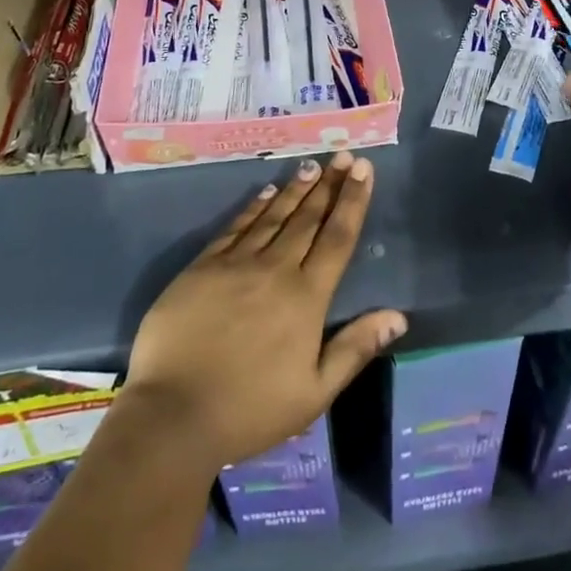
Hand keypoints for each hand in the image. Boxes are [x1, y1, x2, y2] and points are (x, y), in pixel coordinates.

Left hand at [122, 150, 407, 473]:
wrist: (173, 416)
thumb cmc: (250, 410)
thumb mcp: (314, 393)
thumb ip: (355, 349)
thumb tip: (397, 316)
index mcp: (306, 297)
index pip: (338, 237)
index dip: (352, 200)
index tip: (362, 168)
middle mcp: (276, 269)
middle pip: (308, 218)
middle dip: (328, 184)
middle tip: (341, 154)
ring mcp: (236, 264)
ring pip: (274, 216)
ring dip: (295, 189)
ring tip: (310, 166)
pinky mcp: (202, 267)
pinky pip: (235, 228)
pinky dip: (254, 208)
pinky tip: (265, 193)